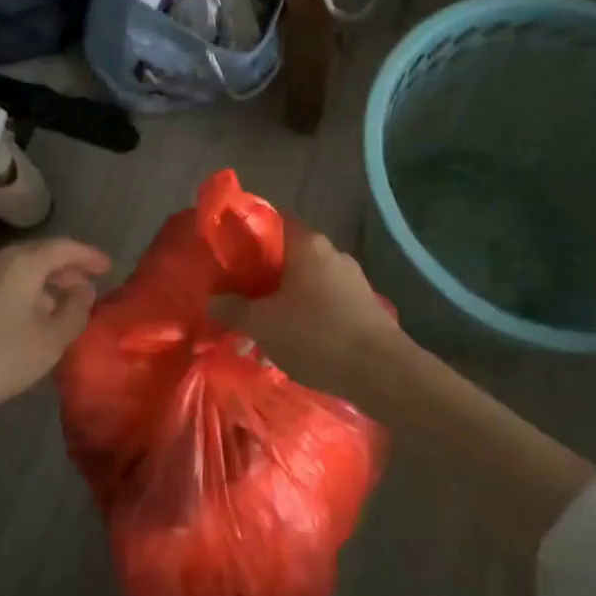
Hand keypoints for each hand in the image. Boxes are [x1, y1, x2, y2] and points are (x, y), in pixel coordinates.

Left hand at [0, 237, 111, 429]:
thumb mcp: (48, 342)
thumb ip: (75, 313)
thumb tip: (83, 292)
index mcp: (23, 262)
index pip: (65, 247)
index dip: (90, 256)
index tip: (109, 267)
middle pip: (40, 255)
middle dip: (68, 270)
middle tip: (89, 288)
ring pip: (19, 269)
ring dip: (45, 283)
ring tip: (62, 306)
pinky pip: (2, 282)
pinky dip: (24, 291)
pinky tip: (28, 317)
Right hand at [211, 223, 399, 395]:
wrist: (383, 372)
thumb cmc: (317, 336)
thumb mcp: (264, 325)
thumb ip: (234, 310)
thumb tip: (212, 300)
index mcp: (307, 244)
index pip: (272, 223)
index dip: (248, 237)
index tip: (228, 256)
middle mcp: (332, 253)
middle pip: (288, 255)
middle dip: (263, 276)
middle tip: (239, 296)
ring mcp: (352, 279)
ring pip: (306, 281)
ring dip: (285, 299)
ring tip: (263, 326)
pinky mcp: (364, 305)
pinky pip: (325, 301)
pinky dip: (306, 314)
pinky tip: (294, 340)